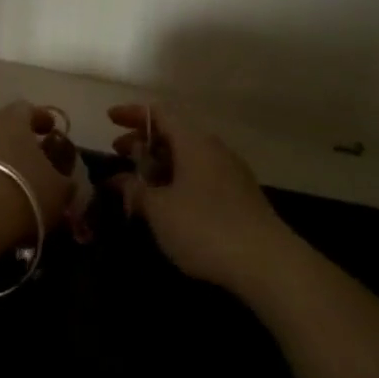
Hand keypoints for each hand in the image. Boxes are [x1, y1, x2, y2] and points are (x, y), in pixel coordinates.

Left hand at [0, 101, 77, 246]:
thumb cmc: (24, 190)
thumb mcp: (59, 189)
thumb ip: (64, 179)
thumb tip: (65, 179)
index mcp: (13, 118)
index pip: (28, 109)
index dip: (41, 120)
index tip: (51, 132)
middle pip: (1, 126)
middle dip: (15, 141)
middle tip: (29, 161)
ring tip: (8, 183)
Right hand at [109, 103, 293, 291]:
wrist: (268, 264)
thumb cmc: (205, 228)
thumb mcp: (159, 210)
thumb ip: (135, 190)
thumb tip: (119, 180)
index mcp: (193, 141)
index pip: (159, 113)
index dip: (132, 114)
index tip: (110, 119)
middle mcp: (213, 149)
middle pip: (174, 134)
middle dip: (143, 143)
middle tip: (119, 156)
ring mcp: (230, 173)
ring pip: (188, 157)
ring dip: (160, 165)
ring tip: (139, 184)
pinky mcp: (240, 197)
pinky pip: (200, 176)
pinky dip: (178, 180)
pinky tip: (168, 205)